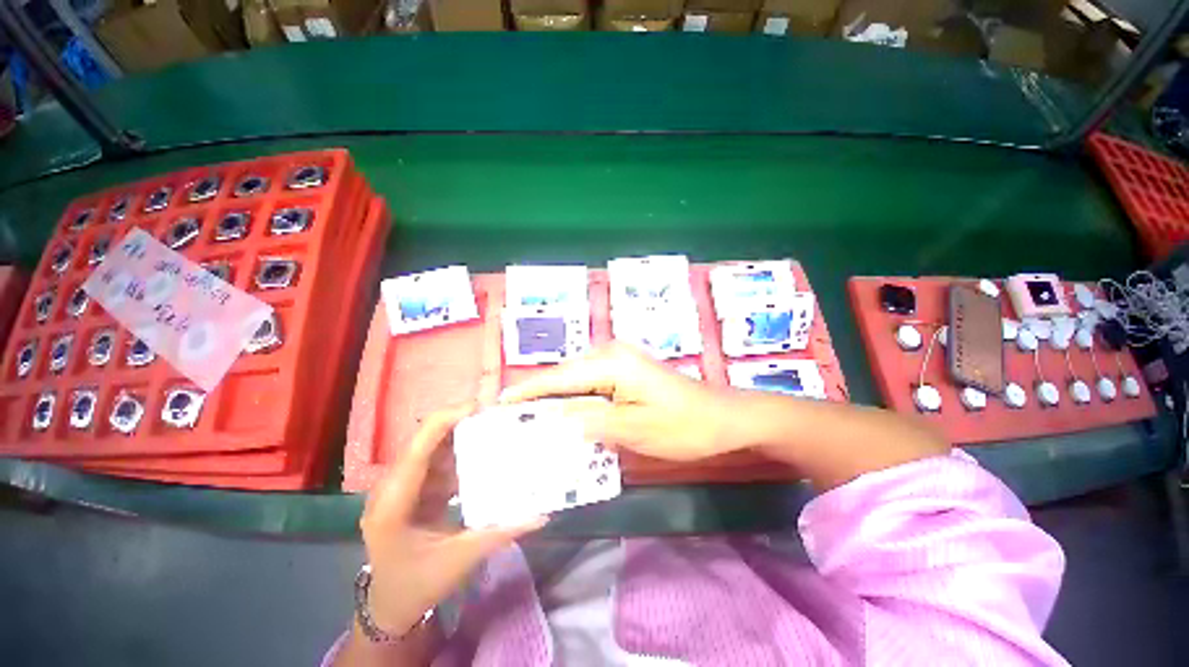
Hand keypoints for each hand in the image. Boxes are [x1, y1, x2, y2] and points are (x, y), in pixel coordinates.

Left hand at [358, 405, 547, 634]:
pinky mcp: (410, 491)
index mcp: (394, 503)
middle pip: (425, 441)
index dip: (446, 420)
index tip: (480, 407)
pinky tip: (481, 459)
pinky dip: (458, 458)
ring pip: (431, 450)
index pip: (418, 448)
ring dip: (461, 439)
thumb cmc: (418, 586)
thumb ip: (502, 532)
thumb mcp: (461, 560)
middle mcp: (390, 488)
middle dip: (459, 424)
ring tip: (493, 431)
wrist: (389, 607)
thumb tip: (542, 515)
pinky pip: (435, 464)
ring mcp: (399, 488)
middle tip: (495, 416)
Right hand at [500, 343, 741, 461]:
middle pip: (564, 376)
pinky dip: (575, 399)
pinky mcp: (627, 372)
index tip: (498, 404)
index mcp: (611, 363)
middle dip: (538, 395)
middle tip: (511, 419)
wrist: (725, 417)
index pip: (558, 377)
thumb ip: (590, 421)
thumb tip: (553, 419)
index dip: (526, 391)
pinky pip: (592, 385)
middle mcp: (611, 354)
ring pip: (577, 380)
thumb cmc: (683, 425)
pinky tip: (566, 415)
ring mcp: (620, 361)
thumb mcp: (634, 429)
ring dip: (556, 399)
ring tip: (530, 419)